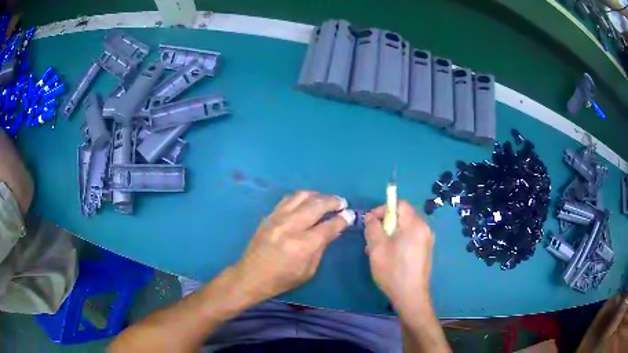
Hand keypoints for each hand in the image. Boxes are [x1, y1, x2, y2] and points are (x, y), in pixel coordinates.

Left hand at [233, 191, 352, 302]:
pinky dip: (301, 197)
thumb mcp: (308, 270)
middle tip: (342, 203)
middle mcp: (290, 226)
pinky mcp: (269, 215)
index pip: (328, 225)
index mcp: (302, 245)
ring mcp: (277, 218)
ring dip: (318, 195)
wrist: (251, 276)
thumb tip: (334, 229)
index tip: (350, 214)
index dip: (343, 219)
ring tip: (326, 200)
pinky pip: (288, 199)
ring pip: (302, 196)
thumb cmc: (282, 279)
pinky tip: (307, 202)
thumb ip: (321, 247)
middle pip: (317, 204)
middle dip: (333, 201)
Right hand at [364, 200, 434, 308]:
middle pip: (403, 215)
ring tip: (377, 249)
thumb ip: (372, 227)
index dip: (383, 209)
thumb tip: (371, 217)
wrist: (411, 296)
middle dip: (385, 223)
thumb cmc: (393, 270)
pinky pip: (410, 238)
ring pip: (405, 228)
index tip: (371, 222)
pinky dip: (398, 241)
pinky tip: (389, 256)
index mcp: (415, 224)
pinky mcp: (425, 251)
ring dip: (390, 233)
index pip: (399, 204)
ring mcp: (427, 240)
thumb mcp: (377, 247)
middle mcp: (424, 228)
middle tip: (372, 238)